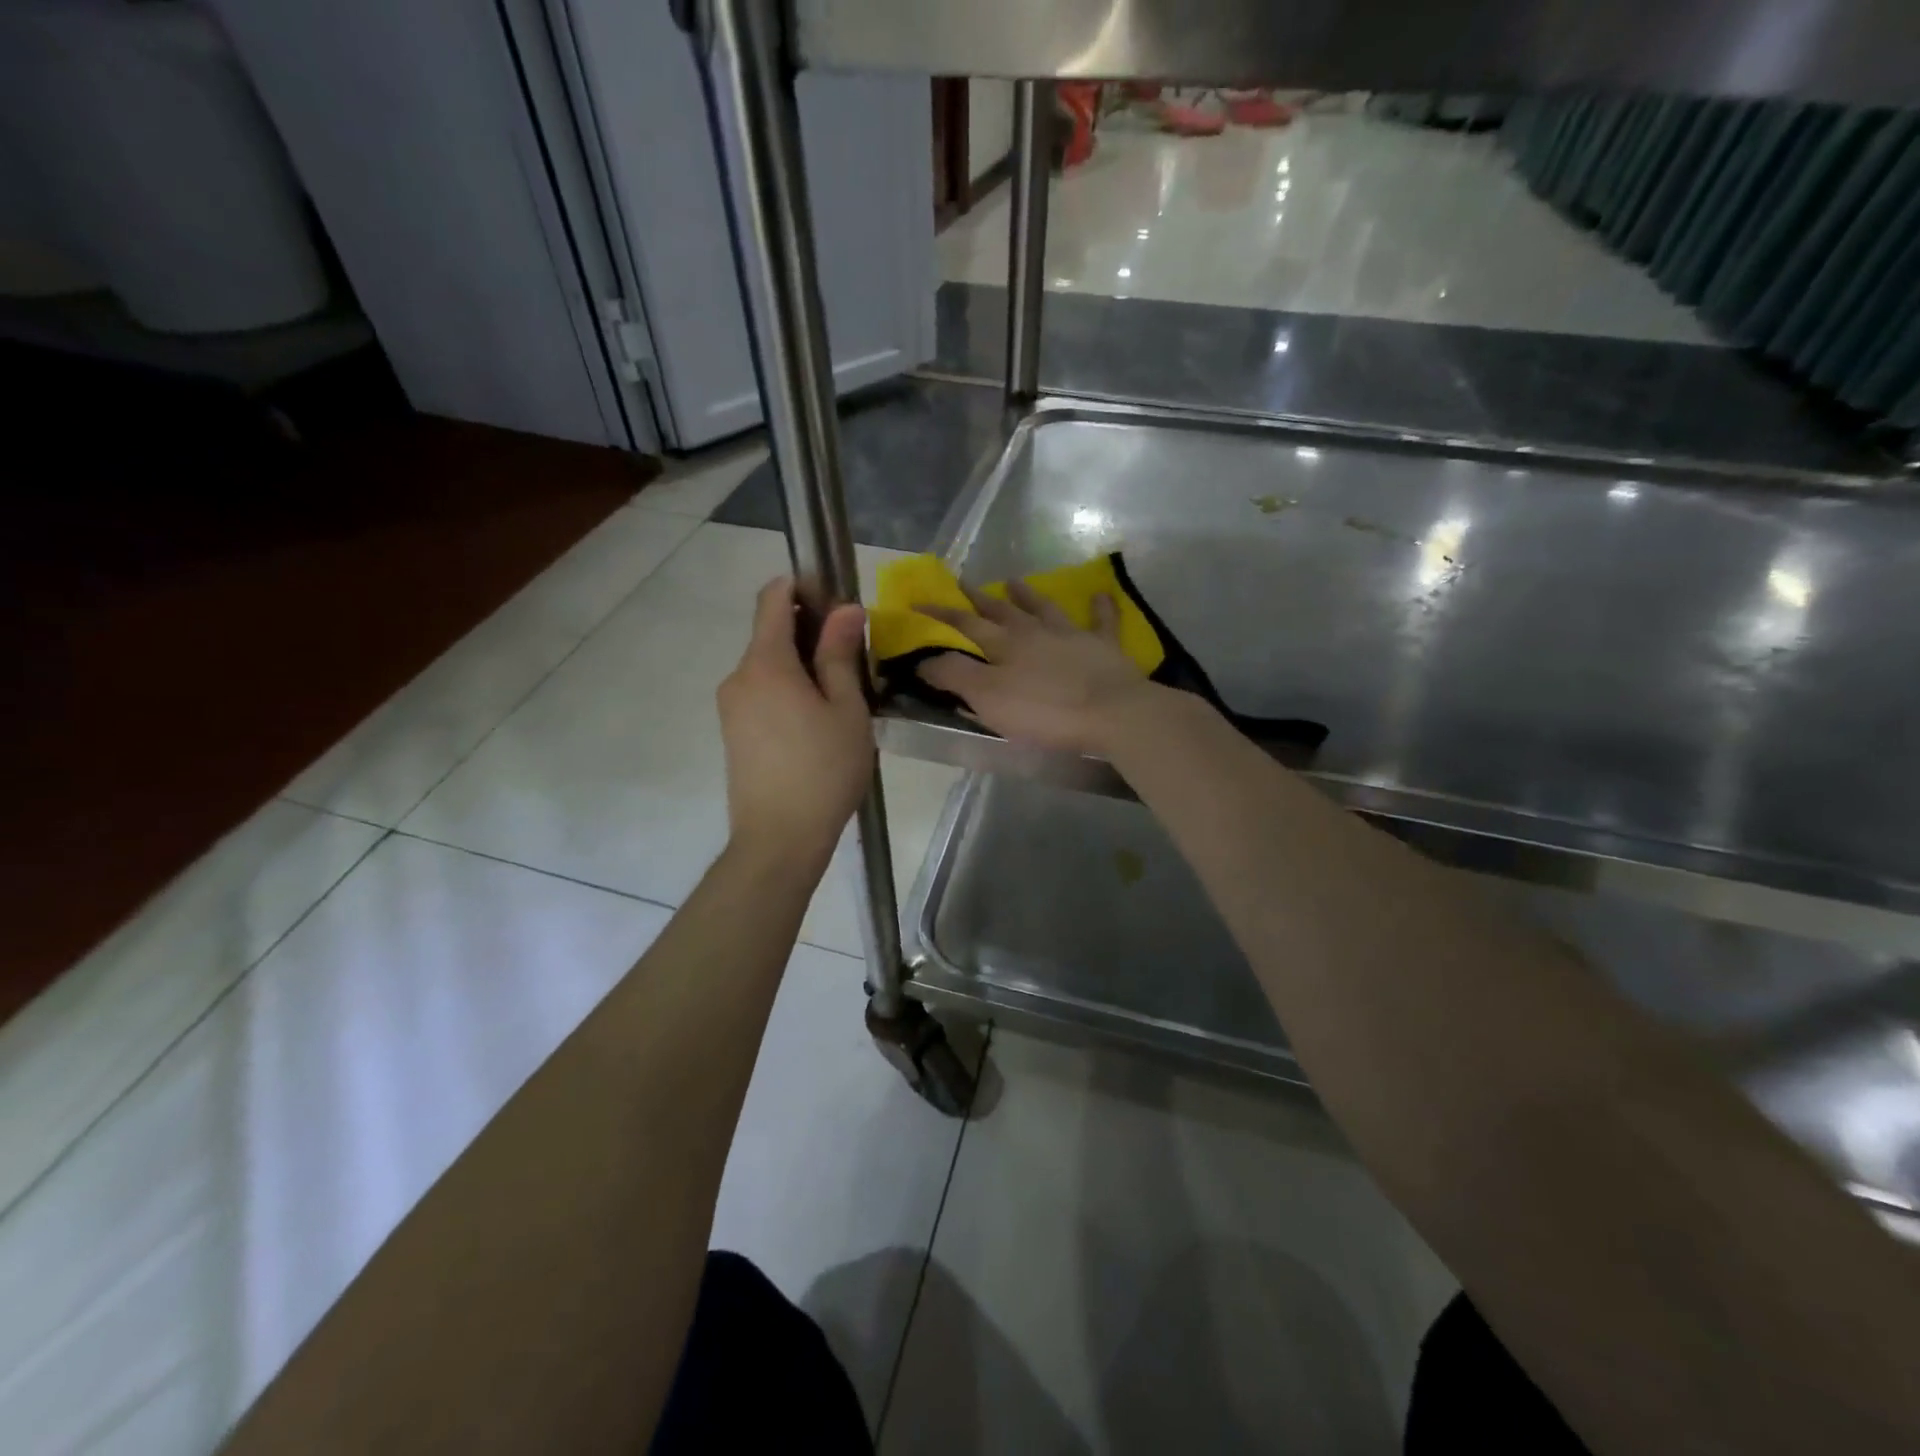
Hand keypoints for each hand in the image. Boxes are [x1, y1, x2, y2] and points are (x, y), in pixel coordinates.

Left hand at [718, 578, 874, 864]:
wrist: (778, 840)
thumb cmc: (823, 771)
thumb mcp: (846, 710)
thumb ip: (840, 655)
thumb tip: (845, 609)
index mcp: (765, 664)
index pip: (772, 599)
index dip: (801, 587)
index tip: (835, 600)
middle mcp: (738, 677)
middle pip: (770, 634)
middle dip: (809, 634)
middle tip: (852, 660)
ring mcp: (730, 706)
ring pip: (767, 667)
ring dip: (800, 667)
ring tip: (839, 699)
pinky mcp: (732, 732)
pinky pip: (760, 694)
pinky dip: (786, 691)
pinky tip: (815, 724)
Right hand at [915, 580, 1170, 755]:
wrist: (1111, 712)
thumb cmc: (1044, 710)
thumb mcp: (988, 698)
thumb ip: (955, 676)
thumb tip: (923, 658)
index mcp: (1004, 645)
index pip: (965, 625)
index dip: (940, 614)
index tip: (918, 602)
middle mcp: (1035, 632)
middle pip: (1002, 611)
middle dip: (979, 599)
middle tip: (963, 583)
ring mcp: (1072, 636)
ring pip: (1045, 609)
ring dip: (1028, 595)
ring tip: (1014, 581)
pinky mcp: (1105, 648)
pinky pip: (1102, 621)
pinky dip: (1100, 608)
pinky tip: (1100, 594)